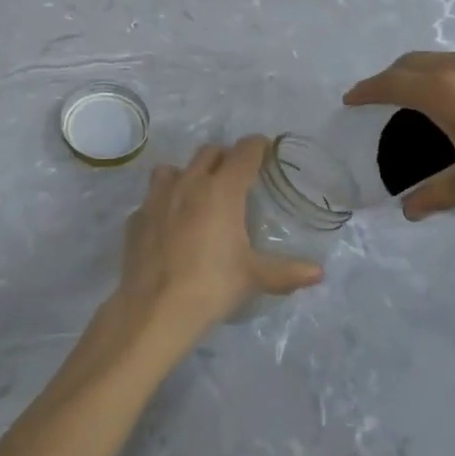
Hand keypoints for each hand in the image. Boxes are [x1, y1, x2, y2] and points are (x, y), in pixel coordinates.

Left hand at [114, 137, 322, 344]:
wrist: (155, 309)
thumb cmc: (212, 285)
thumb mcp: (254, 277)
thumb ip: (287, 271)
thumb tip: (318, 272)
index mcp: (222, 190)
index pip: (244, 152)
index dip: (257, 146)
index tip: (265, 150)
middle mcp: (188, 183)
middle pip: (209, 152)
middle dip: (225, 157)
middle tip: (236, 176)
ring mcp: (157, 198)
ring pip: (173, 168)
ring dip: (188, 174)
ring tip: (197, 195)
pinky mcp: (136, 218)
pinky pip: (152, 199)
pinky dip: (164, 204)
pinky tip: (169, 226)